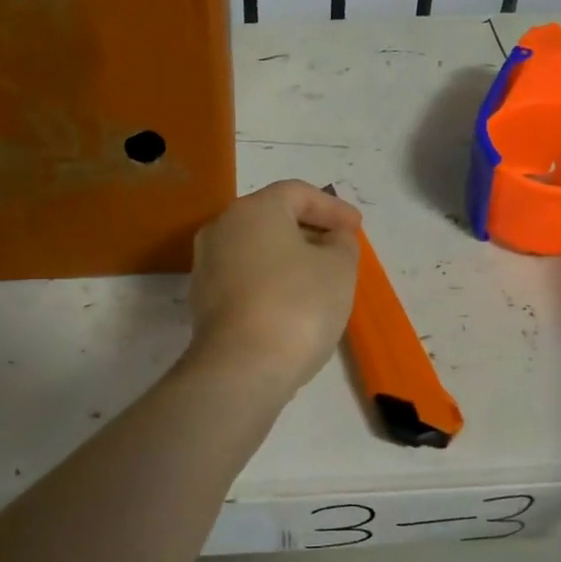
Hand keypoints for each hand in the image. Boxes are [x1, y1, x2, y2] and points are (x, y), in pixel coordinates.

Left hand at [186, 180, 360, 393]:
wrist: (241, 368)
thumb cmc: (297, 305)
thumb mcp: (339, 268)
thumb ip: (342, 244)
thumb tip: (331, 239)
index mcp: (253, 210)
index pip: (297, 193)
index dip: (332, 208)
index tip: (357, 229)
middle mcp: (222, 229)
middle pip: (272, 219)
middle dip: (310, 231)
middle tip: (341, 250)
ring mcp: (207, 266)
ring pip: (257, 250)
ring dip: (290, 258)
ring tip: (321, 279)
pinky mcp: (204, 301)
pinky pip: (245, 278)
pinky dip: (271, 282)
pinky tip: (294, 304)